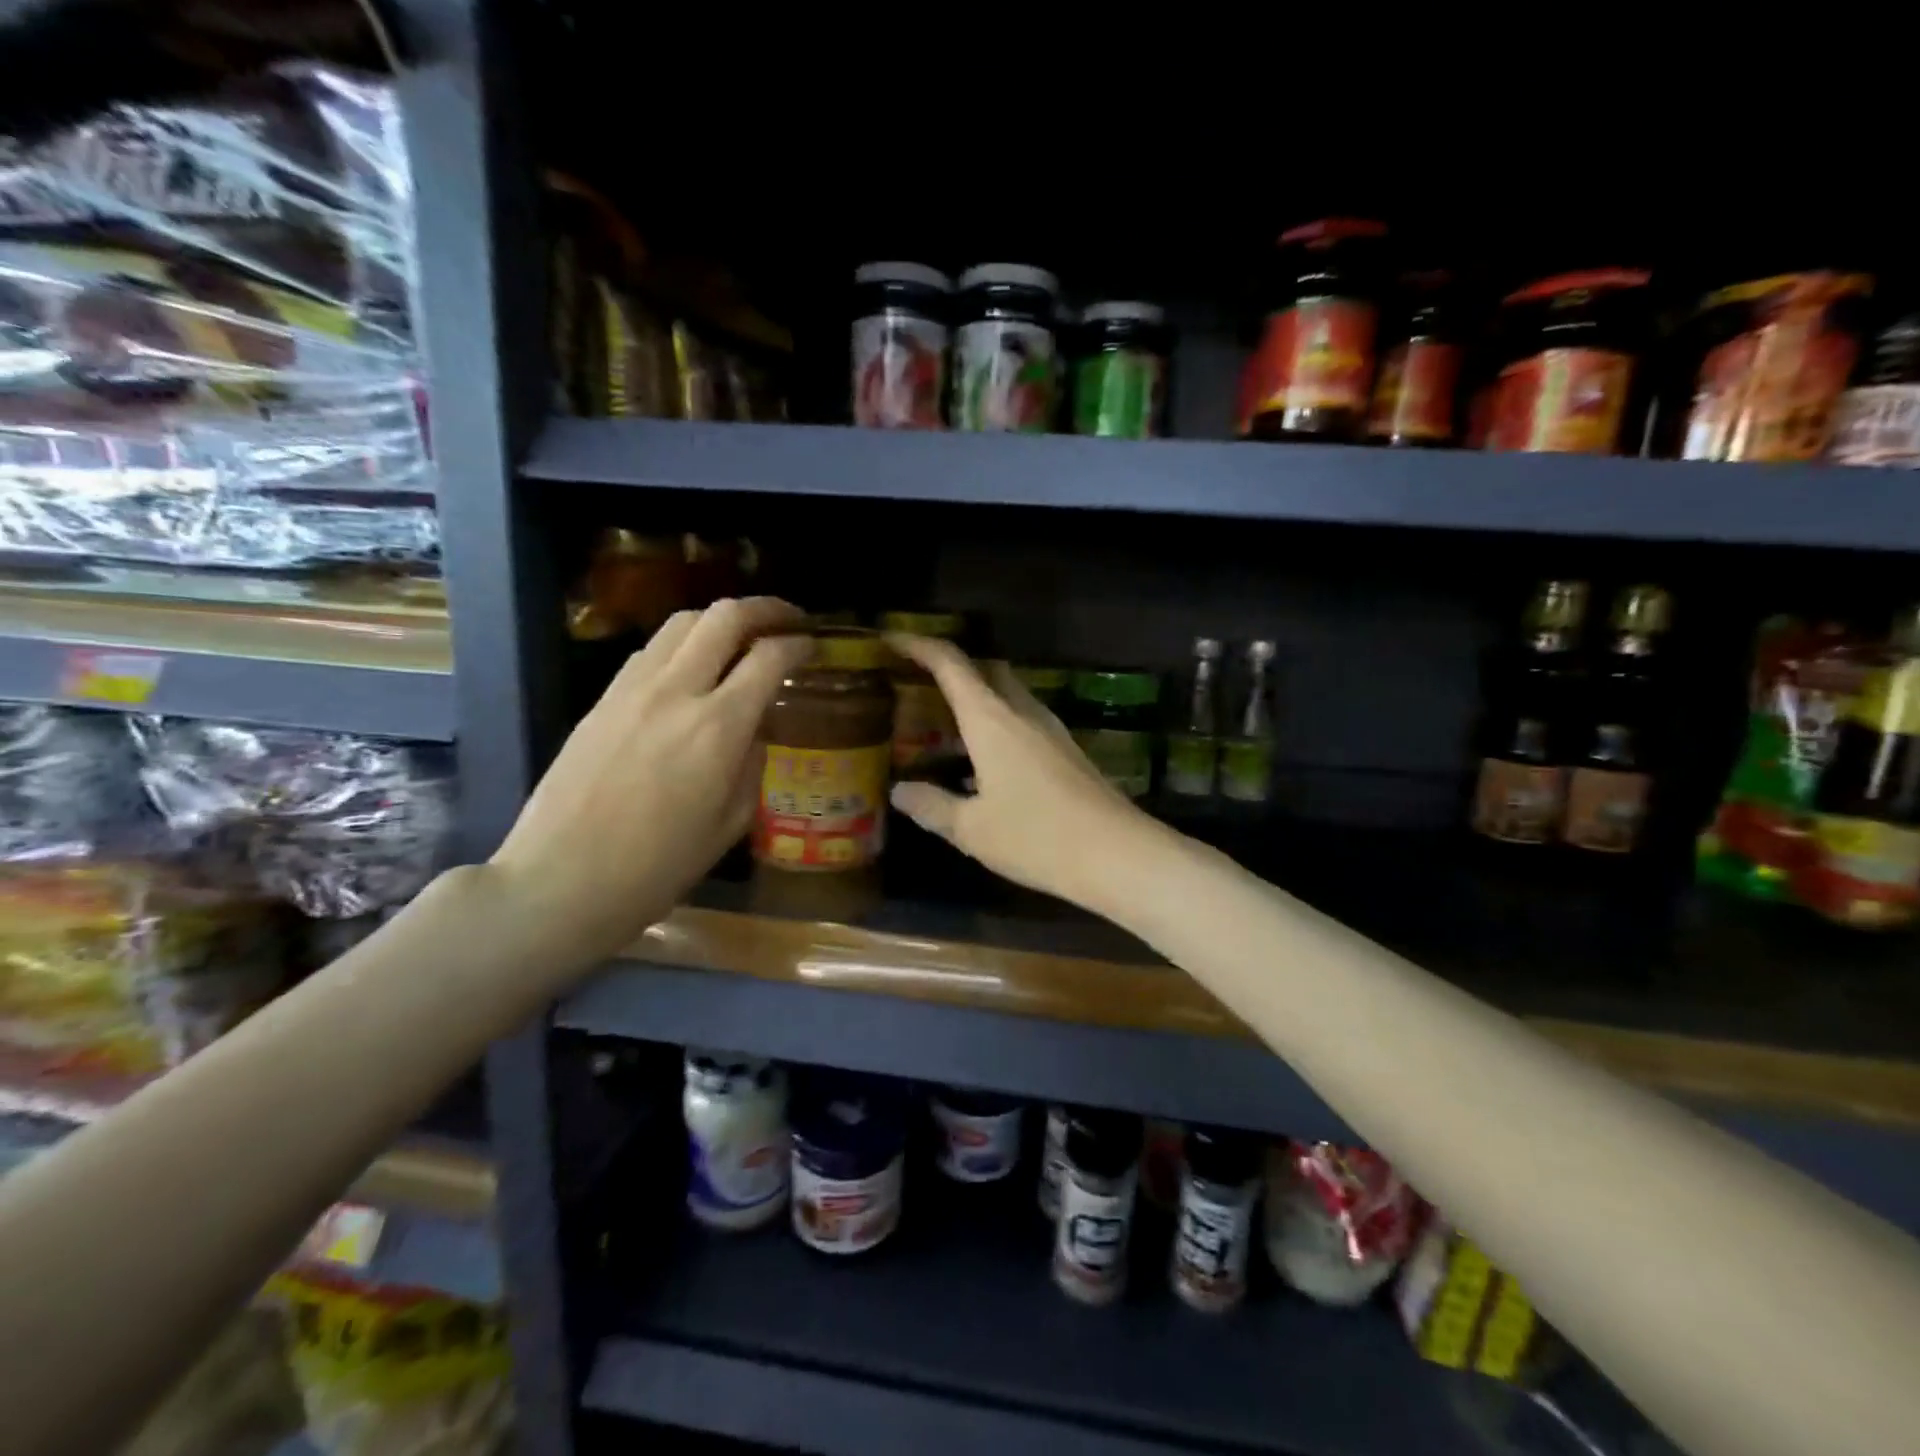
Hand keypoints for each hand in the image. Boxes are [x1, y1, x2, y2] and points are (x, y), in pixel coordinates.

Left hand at [491, 597, 808, 967]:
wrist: (562, 881)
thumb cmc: (659, 866)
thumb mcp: (730, 822)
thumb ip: (753, 764)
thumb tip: (756, 729)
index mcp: (718, 727)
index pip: (769, 657)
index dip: (799, 645)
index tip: (814, 647)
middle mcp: (677, 691)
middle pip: (725, 617)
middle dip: (765, 609)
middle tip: (788, 620)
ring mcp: (632, 689)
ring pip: (682, 622)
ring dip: (720, 620)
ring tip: (741, 638)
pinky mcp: (602, 699)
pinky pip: (650, 650)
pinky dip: (683, 643)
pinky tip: (691, 668)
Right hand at [885, 635, 1166, 913]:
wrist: (1118, 855)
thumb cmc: (1037, 837)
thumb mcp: (971, 828)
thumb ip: (932, 805)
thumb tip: (899, 791)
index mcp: (991, 720)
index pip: (951, 664)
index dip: (918, 646)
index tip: (890, 640)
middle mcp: (1022, 712)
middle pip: (985, 669)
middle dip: (951, 667)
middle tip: (919, 684)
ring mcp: (1050, 730)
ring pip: (1008, 694)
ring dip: (977, 697)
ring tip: (946, 723)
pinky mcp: (1067, 750)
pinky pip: (1023, 720)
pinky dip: (997, 723)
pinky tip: (984, 761)